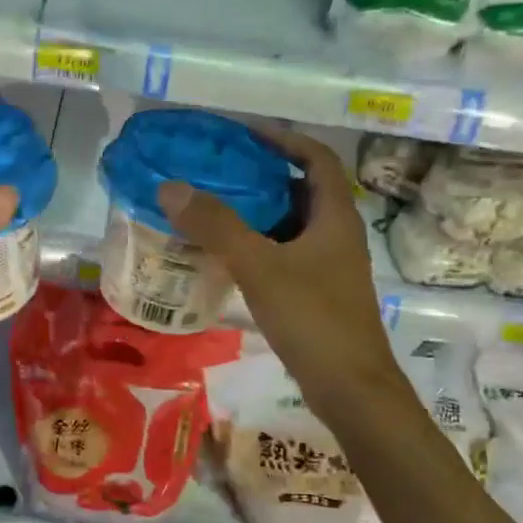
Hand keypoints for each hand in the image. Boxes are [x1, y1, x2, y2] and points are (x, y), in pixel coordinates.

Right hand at [156, 129, 399, 418]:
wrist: (351, 388)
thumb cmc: (313, 318)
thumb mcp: (259, 267)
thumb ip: (216, 226)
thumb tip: (171, 187)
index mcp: (335, 216)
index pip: (317, 158)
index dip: (284, 140)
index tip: (244, 134)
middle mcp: (337, 234)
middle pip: (302, 189)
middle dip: (263, 175)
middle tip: (219, 170)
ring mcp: (330, 266)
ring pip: (292, 225)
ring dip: (258, 212)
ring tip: (214, 207)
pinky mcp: (319, 293)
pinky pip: (286, 254)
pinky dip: (259, 245)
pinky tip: (227, 256)